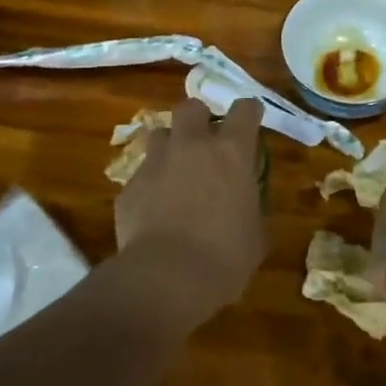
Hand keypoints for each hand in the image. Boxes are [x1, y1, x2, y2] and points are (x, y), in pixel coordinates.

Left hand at [112, 98, 266, 330]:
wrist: (166, 278)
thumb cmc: (225, 257)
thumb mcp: (256, 235)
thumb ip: (251, 209)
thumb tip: (246, 209)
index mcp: (231, 153)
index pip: (244, 110)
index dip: (249, 112)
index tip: (251, 119)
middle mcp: (192, 146)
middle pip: (191, 107)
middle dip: (199, 118)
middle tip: (205, 140)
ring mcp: (155, 163)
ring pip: (159, 135)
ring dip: (170, 147)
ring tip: (175, 171)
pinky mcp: (129, 187)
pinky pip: (140, 175)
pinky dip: (149, 185)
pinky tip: (153, 210)